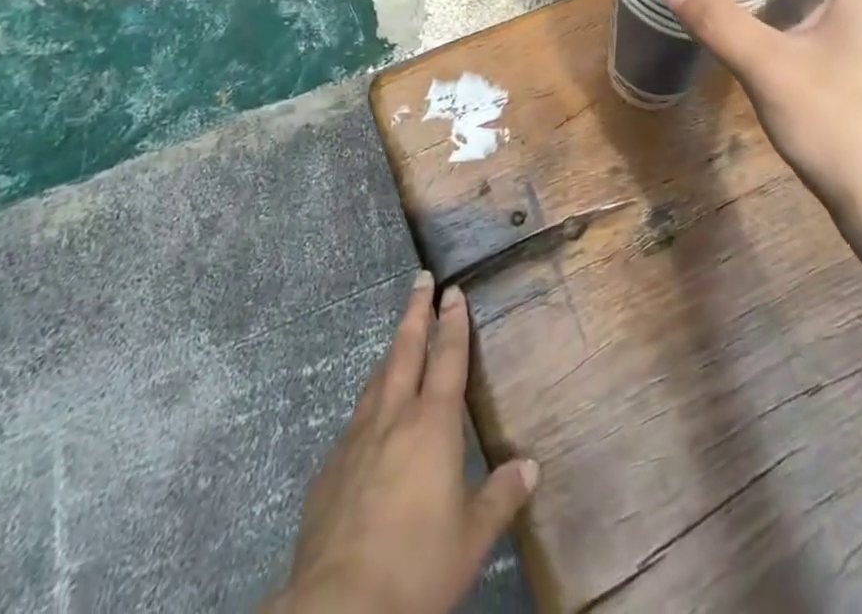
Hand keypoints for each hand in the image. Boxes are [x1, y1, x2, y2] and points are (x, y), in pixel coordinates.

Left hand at [268, 272, 536, 613]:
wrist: (339, 606)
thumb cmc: (418, 565)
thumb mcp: (471, 539)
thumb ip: (501, 497)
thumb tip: (530, 467)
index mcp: (432, 423)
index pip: (447, 357)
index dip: (453, 322)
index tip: (452, 290)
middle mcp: (393, 416)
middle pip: (406, 349)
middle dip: (416, 311)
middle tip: (420, 279)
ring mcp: (357, 438)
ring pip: (377, 378)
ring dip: (391, 351)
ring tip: (399, 336)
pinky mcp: (331, 467)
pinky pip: (356, 418)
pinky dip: (370, 401)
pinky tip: (370, 417)